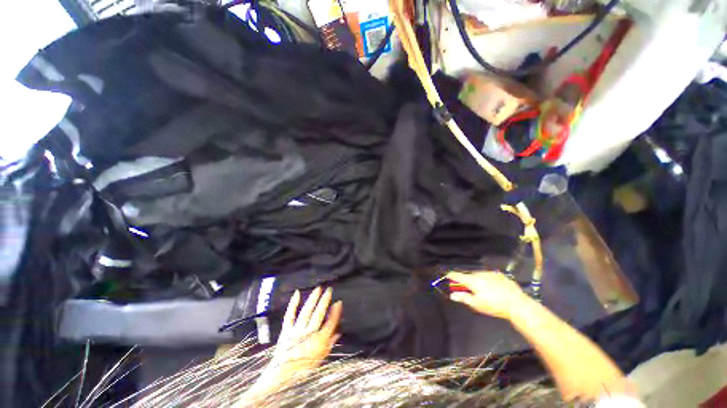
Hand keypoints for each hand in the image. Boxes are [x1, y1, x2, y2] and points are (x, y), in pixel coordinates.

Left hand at [256, 287, 341, 390]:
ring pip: (306, 312)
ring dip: (313, 299)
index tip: (339, 302)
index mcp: (318, 342)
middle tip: (329, 290)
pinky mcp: (286, 330)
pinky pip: (289, 315)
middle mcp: (308, 334)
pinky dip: (293, 304)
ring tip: (318, 289)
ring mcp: (296, 331)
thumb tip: (338, 332)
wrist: (282, 377)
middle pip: (319, 314)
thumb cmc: (304, 368)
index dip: (335, 312)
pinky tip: (297, 293)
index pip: (330, 323)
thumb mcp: (321, 358)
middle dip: (325, 301)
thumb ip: (330, 344)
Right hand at [446, 271, 530, 319]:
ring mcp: (490, 273)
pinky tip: (494, 289)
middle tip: (470, 291)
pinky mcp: (499, 274)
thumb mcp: (477, 304)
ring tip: (484, 292)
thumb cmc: (494, 306)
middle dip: (467, 282)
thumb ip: (463, 298)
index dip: (450, 276)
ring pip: (479, 275)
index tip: (447, 277)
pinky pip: (489, 276)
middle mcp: (479, 273)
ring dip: (477, 280)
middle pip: (468, 275)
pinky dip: (487, 280)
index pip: (456, 275)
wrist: (517, 304)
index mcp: (472, 280)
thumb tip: (452, 295)